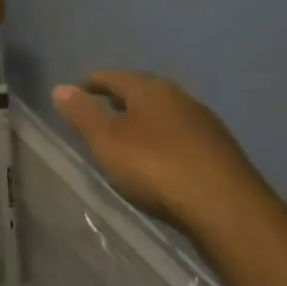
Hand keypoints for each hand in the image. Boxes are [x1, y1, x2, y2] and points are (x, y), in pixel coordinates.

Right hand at [52, 71, 277, 229]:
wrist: (226, 207)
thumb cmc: (156, 167)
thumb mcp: (107, 141)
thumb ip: (83, 114)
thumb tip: (60, 88)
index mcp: (150, 90)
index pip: (114, 77)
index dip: (93, 84)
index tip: (77, 92)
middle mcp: (180, 98)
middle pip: (143, 92)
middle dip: (121, 100)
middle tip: (101, 113)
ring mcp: (204, 125)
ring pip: (166, 115)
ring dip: (145, 122)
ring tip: (128, 138)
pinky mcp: (220, 152)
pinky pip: (182, 138)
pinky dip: (165, 142)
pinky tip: (161, 161)